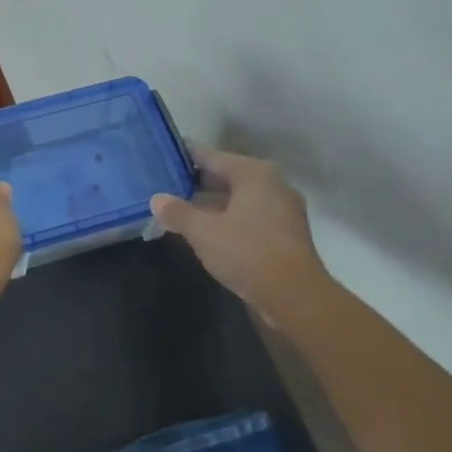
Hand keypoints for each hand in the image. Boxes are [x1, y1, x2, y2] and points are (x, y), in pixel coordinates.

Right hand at [151, 145, 329, 324]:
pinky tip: (205, 229)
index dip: (183, 157)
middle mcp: (271, 182)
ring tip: (178, 207)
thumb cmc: (247, 253)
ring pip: (237, 196)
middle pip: (225, 174)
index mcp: (253, 173)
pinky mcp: (284, 230)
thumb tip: (156, 199)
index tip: (160, 158)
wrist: (295, 296)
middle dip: (195, 181)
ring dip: (210, 202)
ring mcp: (281, 207)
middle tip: (163, 184)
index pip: (210, 155)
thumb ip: (178, 212)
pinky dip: (227, 217)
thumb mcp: (203, 233)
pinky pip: (248, 214)